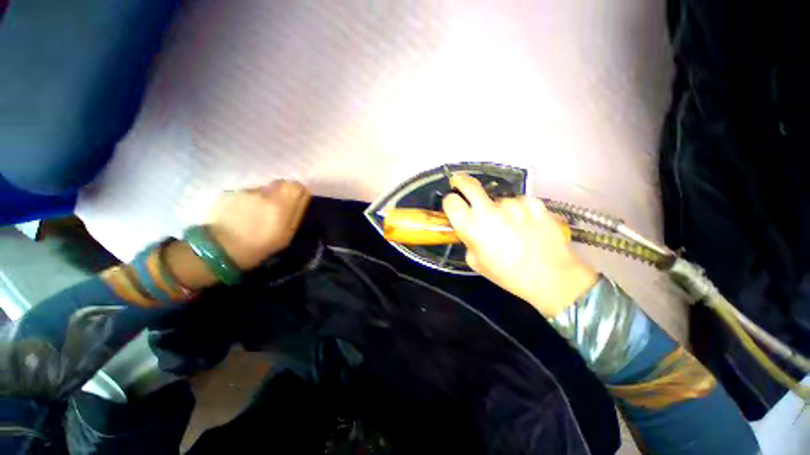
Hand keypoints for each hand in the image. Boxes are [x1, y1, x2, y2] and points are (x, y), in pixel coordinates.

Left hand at [207, 180, 310, 269]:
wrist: (220, 249)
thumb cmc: (260, 246)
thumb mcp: (287, 234)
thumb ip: (297, 211)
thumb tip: (304, 194)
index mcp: (281, 204)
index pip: (296, 186)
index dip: (298, 192)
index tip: (296, 201)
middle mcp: (264, 193)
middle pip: (281, 183)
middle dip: (283, 193)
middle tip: (278, 208)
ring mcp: (246, 191)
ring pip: (263, 188)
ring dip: (265, 197)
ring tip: (257, 214)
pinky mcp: (230, 192)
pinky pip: (247, 193)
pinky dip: (249, 201)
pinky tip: (243, 214)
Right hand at [442, 174, 596, 316]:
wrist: (551, 277)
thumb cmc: (508, 275)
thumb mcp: (476, 262)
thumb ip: (468, 241)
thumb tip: (469, 229)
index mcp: (471, 226)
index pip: (450, 201)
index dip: (450, 202)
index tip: (453, 205)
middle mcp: (489, 210)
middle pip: (468, 184)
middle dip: (461, 182)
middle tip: (461, 184)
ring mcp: (513, 203)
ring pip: (498, 199)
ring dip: (499, 208)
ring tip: (511, 226)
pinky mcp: (533, 202)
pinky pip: (519, 202)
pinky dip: (519, 210)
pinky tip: (527, 225)